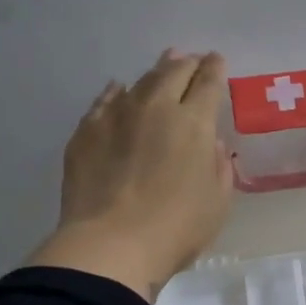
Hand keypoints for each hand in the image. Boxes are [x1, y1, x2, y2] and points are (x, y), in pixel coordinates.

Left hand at [25, 50, 232, 302]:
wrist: (110, 244)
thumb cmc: (176, 228)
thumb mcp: (217, 202)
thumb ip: (218, 167)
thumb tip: (209, 145)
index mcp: (194, 123)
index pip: (208, 84)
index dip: (215, 69)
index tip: (217, 61)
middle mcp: (156, 108)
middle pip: (174, 73)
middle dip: (187, 63)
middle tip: (193, 60)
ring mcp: (117, 116)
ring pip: (140, 82)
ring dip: (155, 72)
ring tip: (162, 67)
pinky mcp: (86, 131)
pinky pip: (105, 100)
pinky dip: (117, 92)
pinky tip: (118, 90)